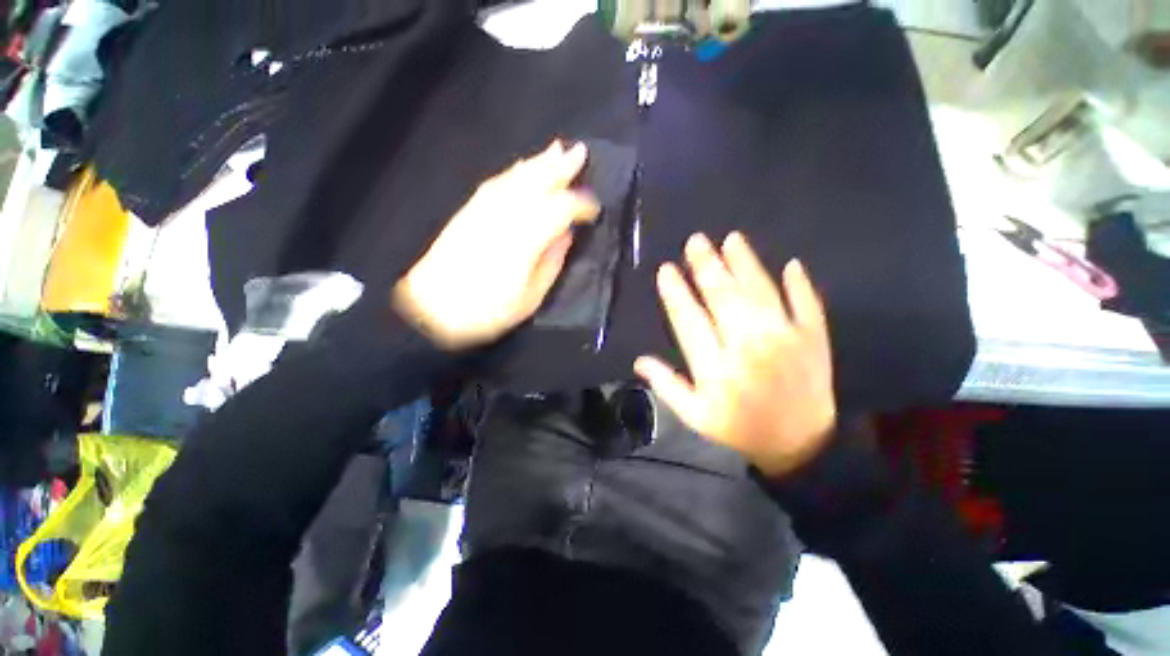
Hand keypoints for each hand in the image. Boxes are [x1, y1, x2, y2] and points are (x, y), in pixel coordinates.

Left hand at [394, 141, 599, 349]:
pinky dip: (514, 172)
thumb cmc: (488, 311)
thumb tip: (566, 235)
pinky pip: (497, 183)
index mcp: (526, 237)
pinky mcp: (469, 211)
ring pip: (517, 177)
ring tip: (556, 150)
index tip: (595, 210)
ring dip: (539, 162)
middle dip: (561, 166)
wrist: (432, 309)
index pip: (561, 208)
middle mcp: (506, 214)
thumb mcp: (531, 297)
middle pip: (538, 181)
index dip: (581, 205)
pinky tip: (522, 167)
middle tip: (580, 151)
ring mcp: (485, 209)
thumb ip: (552, 262)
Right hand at [635, 232, 836, 477]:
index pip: (689, 320)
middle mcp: (749, 347)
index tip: (666, 270)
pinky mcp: (814, 340)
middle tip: (695, 241)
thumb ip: (666, 386)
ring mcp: (786, 340)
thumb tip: (639, 361)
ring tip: (731, 240)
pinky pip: (807, 305)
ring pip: (760, 292)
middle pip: (723, 297)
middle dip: (706, 266)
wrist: (801, 448)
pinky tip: (790, 264)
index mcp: (716, 367)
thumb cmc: (739, 430)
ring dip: (745, 263)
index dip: (675, 293)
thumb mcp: (694, 416)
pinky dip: (799, 284)